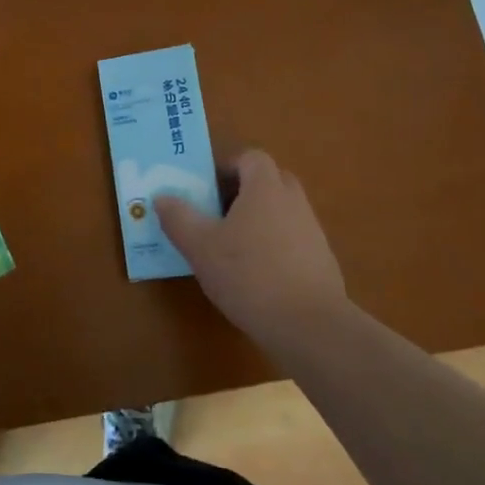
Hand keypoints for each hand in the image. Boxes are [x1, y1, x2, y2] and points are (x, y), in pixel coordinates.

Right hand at [154, 149, 354, 357]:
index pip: (251, 158)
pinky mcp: (322, 261)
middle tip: (218, 213)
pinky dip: (276, 247)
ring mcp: (312, 231)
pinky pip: (294, 240)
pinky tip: (258, 276)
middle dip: (245, 191)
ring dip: (260, 220)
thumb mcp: (200, 247)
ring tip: (234, 248)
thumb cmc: (249, 275)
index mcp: (265, 188)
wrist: (309, 326)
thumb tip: (162, 197)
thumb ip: (178, 218)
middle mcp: (293, 201)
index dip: (228, 167)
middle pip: (270, 180)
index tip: (208, 189)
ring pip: (283, 211)